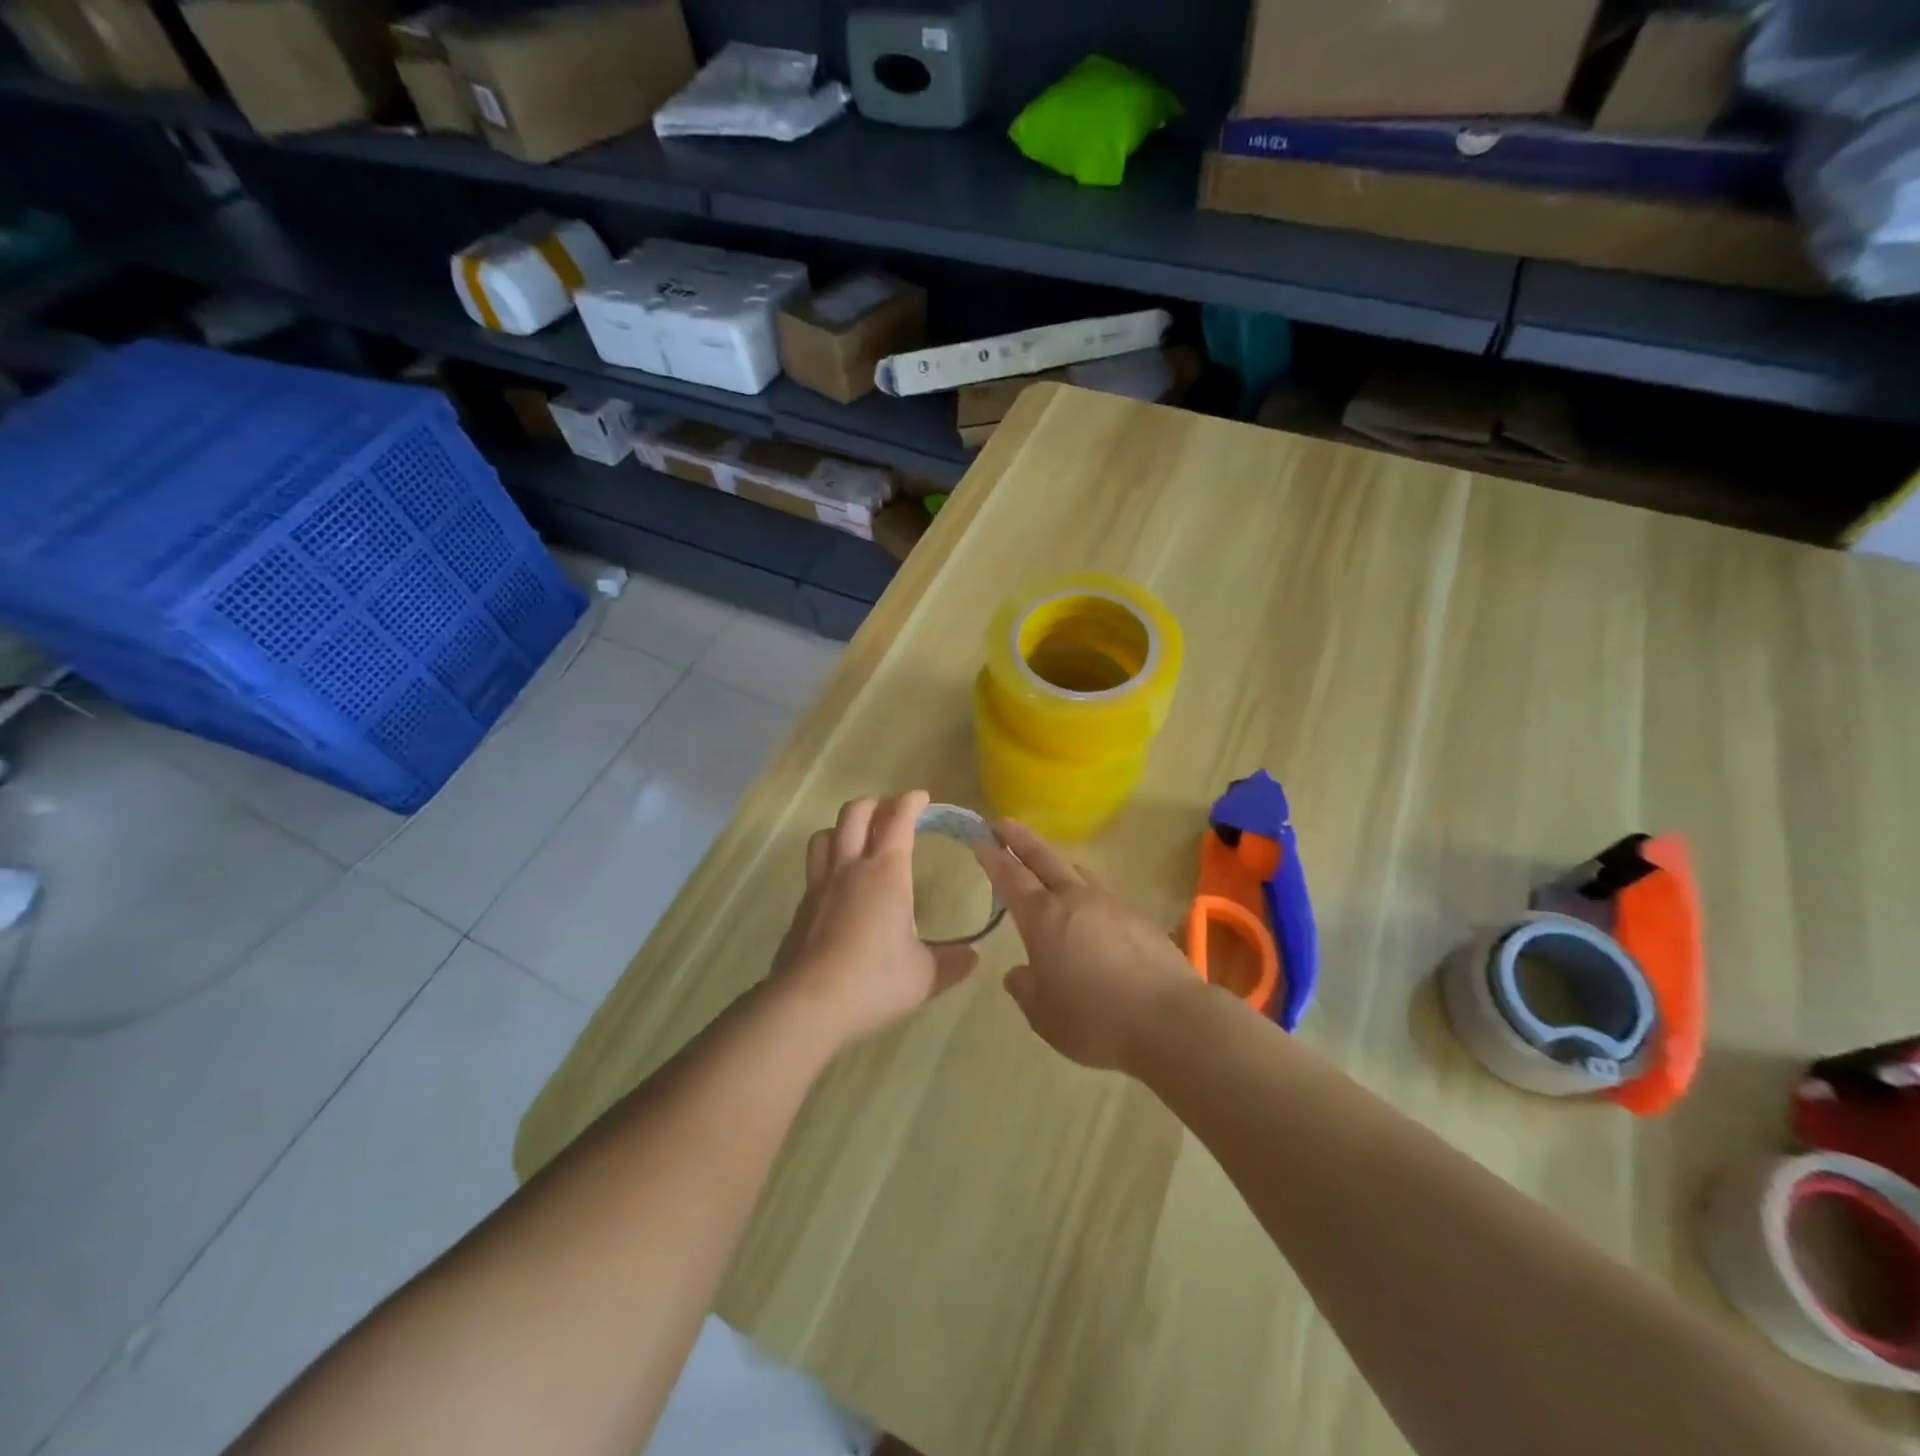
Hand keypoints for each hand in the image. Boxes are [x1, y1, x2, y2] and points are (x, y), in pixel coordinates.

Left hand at [772, 791, 978, 1047]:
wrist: (808, 1004)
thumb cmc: (874, 981)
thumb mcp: (924, 976)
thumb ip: (952, 963)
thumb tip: (975, 958)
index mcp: (886, 873)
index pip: (898, 820)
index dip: (910, 802)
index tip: (921, 797)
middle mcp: (850, 868)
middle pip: (854, 814)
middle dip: (876, 804)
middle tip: (892, 813)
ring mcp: (820, 886)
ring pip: (825, 834)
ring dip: (844, 828)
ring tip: (859, 840)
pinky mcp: (801, 908)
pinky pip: (814, 868)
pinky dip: (829, 861)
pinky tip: (840, 886)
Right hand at [975, 821, 1202, 1071]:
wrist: (1169, 1019)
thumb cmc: (1094, 1018)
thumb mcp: (1044, 1015)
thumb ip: (1026, 989)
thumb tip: (1019, 973)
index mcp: (1043, 918)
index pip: (1011, 877)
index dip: (993, 858)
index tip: (981, 840)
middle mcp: (1075, 900)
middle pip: (1044, 859)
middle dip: (1021, 840)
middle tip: (1004, 824)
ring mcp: (1111, 904)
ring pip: (1078, 873)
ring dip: (1057, 864)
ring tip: (1048, 866)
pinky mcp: (1139, 918)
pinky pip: (1104, 896)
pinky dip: (1087, 894)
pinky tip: (1090, 913)